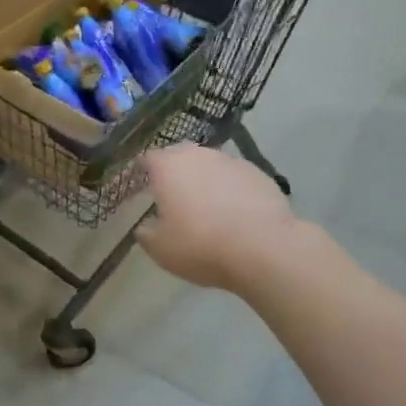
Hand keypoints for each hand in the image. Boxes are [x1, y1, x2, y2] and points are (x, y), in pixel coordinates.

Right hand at [136, 143, 308, 294]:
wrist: (263, 248)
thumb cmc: (201, 245)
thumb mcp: (161, 249)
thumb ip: (147, 234)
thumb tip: (144, 228)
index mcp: (167, 167)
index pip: (147, 158)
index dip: (143, 171)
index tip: (142, 186)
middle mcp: (197, 155)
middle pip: (180, 156)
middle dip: (175, 172)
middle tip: (174, 196)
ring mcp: (230, 161)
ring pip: (210, 164)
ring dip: (205, 179)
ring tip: (208, 206)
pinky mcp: (258, 173)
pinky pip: (235, 177)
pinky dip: (231, 189)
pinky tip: (236, 213)